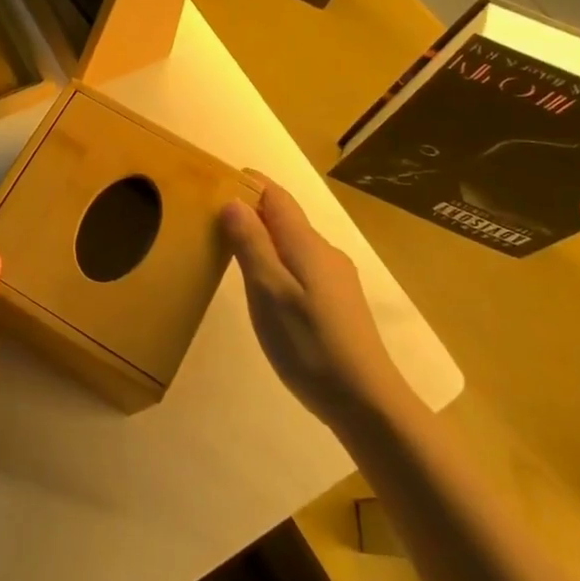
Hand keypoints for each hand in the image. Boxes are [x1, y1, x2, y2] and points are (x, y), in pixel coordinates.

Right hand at [221, 179, 408, 425]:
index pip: (276, 197)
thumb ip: (250, 244)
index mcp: (306, 244)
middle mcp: (325, 253)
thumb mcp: (268, 291)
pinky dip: (278, 263)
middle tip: (213, 218)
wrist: (366, 402)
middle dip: (252, 211)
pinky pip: (302, 267)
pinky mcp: (339, 304)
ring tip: (232, 252)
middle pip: (286, 219)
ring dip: (264, 239)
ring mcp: (336, 279)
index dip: (249, 184)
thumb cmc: (309, 343)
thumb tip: (233, 201)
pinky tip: (266, 289)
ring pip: (294, 245)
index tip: (218, 179)